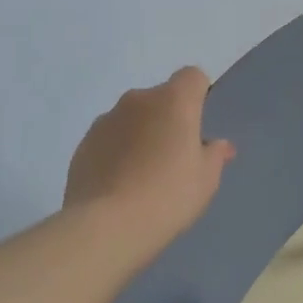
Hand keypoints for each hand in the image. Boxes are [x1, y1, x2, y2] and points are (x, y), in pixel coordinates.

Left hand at [61, 67, 234, 257]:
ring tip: (143, 175)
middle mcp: (138, 100)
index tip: (198, 127)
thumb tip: (218, 145)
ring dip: (140, 134)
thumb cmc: (168, 196)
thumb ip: (214, 155)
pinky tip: (119, 184)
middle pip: (160, 98)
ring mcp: (106, 119)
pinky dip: (117, 151)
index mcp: (173, 100)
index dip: (199, 95)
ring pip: (132, 118)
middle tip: (174, 157)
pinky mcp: (84, 143)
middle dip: (168, 119)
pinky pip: (109, 138)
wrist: (107, 226)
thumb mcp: (206, 179)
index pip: (192, 76)